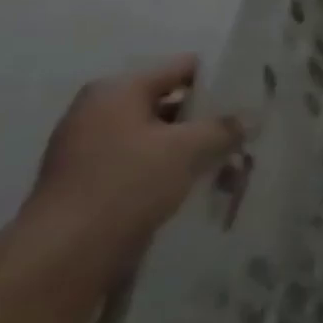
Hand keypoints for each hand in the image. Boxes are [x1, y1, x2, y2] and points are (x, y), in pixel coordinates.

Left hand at [22, 58, 241, 277]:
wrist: (67, 253)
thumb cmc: (127, 183)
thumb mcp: (188, 148)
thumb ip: (224, 127)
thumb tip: (251, 117)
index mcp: (117, 91)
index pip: (182, 68)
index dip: (221, 78)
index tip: (255, 92)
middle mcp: (101, 112)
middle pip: (173, 104)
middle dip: (213, 119)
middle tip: (252, 130)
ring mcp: (96, 149)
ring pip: (164, 138)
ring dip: (200, 149)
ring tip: (239, 165)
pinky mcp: (99, 182)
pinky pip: (150, 165)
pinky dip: (179, 171)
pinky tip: (210, 186)